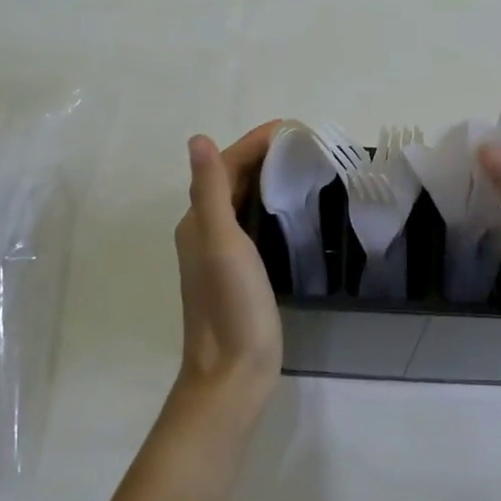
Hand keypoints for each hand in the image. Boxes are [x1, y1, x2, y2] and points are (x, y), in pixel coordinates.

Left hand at [173, 123, 283, 409]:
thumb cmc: (231, 305)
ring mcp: (220, 254)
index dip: (253, 143)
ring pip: (240, 201)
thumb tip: (197, 139)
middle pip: (230, 180)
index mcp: (197, 221)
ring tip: (302, 167)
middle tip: (304, 144)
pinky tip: (292, 210)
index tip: (291, 128)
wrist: (233, 372)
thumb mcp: (222, 242)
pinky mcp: (238, 272)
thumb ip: (210, 190)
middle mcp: (203, 231)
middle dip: (261, 156)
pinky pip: (251, 224)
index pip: (223, 166)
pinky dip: (269, 206)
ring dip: (265, 179)